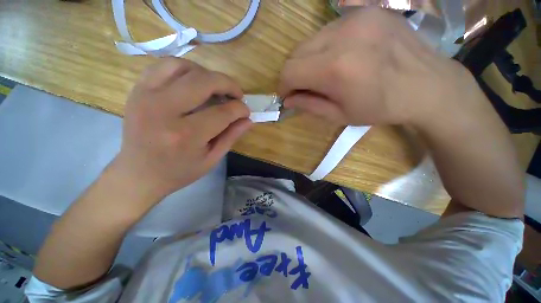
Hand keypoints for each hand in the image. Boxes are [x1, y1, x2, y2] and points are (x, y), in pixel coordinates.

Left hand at [112, 58, 251, 206]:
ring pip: (183, 66)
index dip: (240, 109)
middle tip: (236, 94)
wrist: (138, 174)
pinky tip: (193, 82)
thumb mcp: (211, 159)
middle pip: (204, 81)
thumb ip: (231, 136)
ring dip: (206, 74)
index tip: (246, 111)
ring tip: (215, 87)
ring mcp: (146, 96)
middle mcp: (164, 111)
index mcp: (186, 135)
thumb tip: (248, 119)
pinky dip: (184, 69)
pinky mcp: (137, 90)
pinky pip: (163, 66)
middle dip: (228, 84)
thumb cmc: (179, 171)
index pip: (223, 112)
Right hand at [278, 8, 488, 127]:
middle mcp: (343, 35)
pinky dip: (324, 48)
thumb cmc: (381, 108)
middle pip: (296, 52)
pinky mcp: (367, 11)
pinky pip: (329, 31)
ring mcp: (357, 18)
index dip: (283, 85)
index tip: (287, 95)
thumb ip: (309, 105)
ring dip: (308, 60)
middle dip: (293, 73)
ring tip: (321, 74)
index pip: (290, 71)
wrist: (428, 85)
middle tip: (303, 87)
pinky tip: (338, 58)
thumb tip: (287, 100)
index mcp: (337, 68)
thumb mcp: (340, 115)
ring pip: (310, 40)